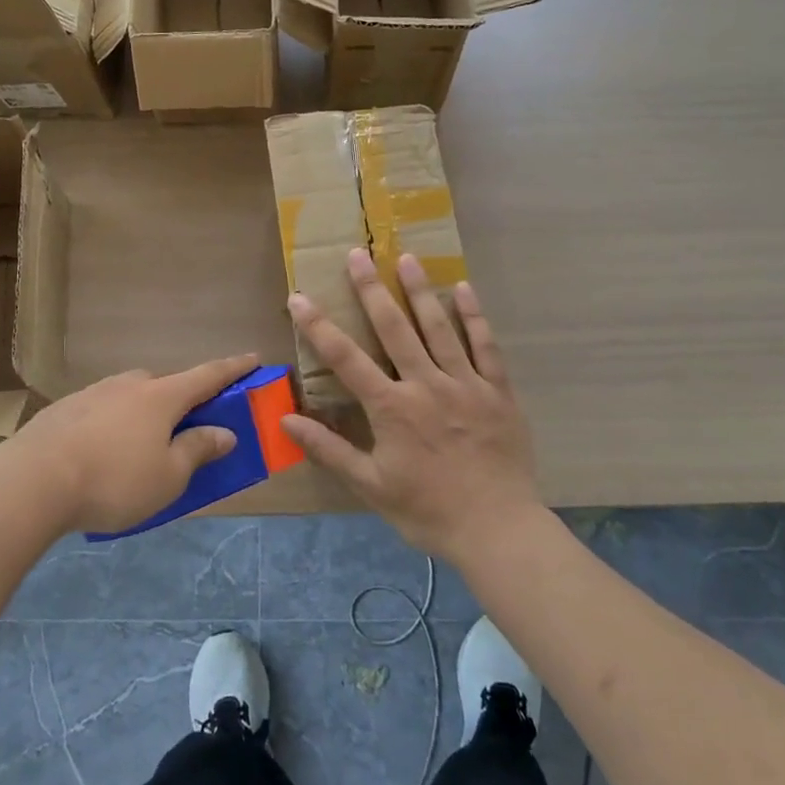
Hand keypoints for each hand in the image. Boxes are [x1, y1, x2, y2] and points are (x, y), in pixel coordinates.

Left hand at [16, 355, 258, 533]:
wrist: (31, 481)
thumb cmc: (113, 480)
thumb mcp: (168, 477)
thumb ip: (198, 450)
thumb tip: (225, 432)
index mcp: (162, 397)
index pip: (208, 375)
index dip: (234, 369)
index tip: (254, 358)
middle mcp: (130, 384)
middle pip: (165, 386)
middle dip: (180, 401)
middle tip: (184, 428)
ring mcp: (93, 393)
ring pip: (130, 397)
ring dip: (142, 415)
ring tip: (136, 449)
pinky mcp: (64, 409)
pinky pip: (101, 411)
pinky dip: (111, 426)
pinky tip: (98, 454)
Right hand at [282, 250, 539, 563]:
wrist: (497, 530)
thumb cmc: (428, 510)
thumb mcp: (371, 486)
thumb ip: (329, 449)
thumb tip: (286, 419)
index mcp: (392, 408)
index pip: (346, 358)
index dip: (319, 326)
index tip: (300, 297)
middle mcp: (425, 384)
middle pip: (394, 328)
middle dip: (372, 289)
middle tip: (358, 254)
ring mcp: (465, 384)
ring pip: (439, 327)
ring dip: (421, 290)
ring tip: (407, 257)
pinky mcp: (498, 391)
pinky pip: (486, 346)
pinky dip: (474, 316)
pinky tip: (464, 289)